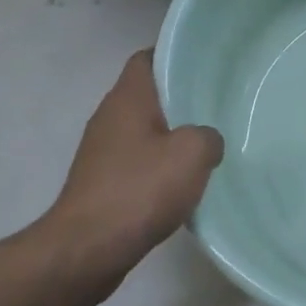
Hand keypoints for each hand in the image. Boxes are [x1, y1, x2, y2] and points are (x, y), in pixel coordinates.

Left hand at [52, 51, 223, 264]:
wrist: (87, 250)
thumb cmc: (139, 190)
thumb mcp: (192, 154)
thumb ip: (209, 136)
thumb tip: (207, 141)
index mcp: (127, 98)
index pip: (148, 57)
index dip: (175, 55)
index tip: (206, 65)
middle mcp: (110, 117)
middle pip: (149, 95)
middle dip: (181, 98)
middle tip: (218, 104)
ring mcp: (103, 152)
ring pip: (145, 130)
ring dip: (173, 136)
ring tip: (209, 143)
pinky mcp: (103, 183)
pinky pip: (138, 162)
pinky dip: (160, 166)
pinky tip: (185, 182)